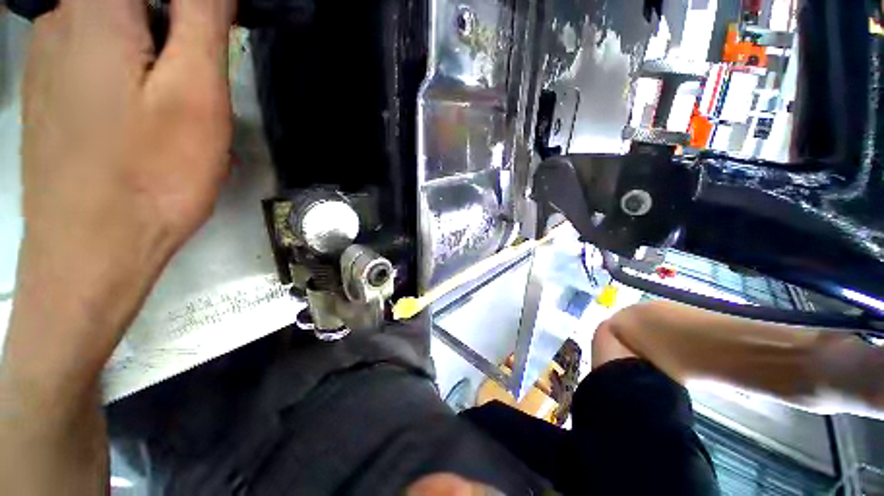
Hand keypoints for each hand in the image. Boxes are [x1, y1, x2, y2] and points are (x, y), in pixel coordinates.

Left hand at [7, 0, 235, 383]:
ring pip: (119, 26)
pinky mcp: (49, 88)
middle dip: (178, 30)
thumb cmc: (151, 176)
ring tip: (173, 109)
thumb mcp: (194, 95)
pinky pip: (97, 53)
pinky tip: (141, 116)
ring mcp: (47, 54)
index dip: (197, 7)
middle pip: (137, 0)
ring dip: (156, 53)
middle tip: (199, 83)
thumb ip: (200, 19)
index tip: (214, 37)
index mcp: (97, 8)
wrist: (92, 251)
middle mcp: (62, 17)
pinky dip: (129, 69)